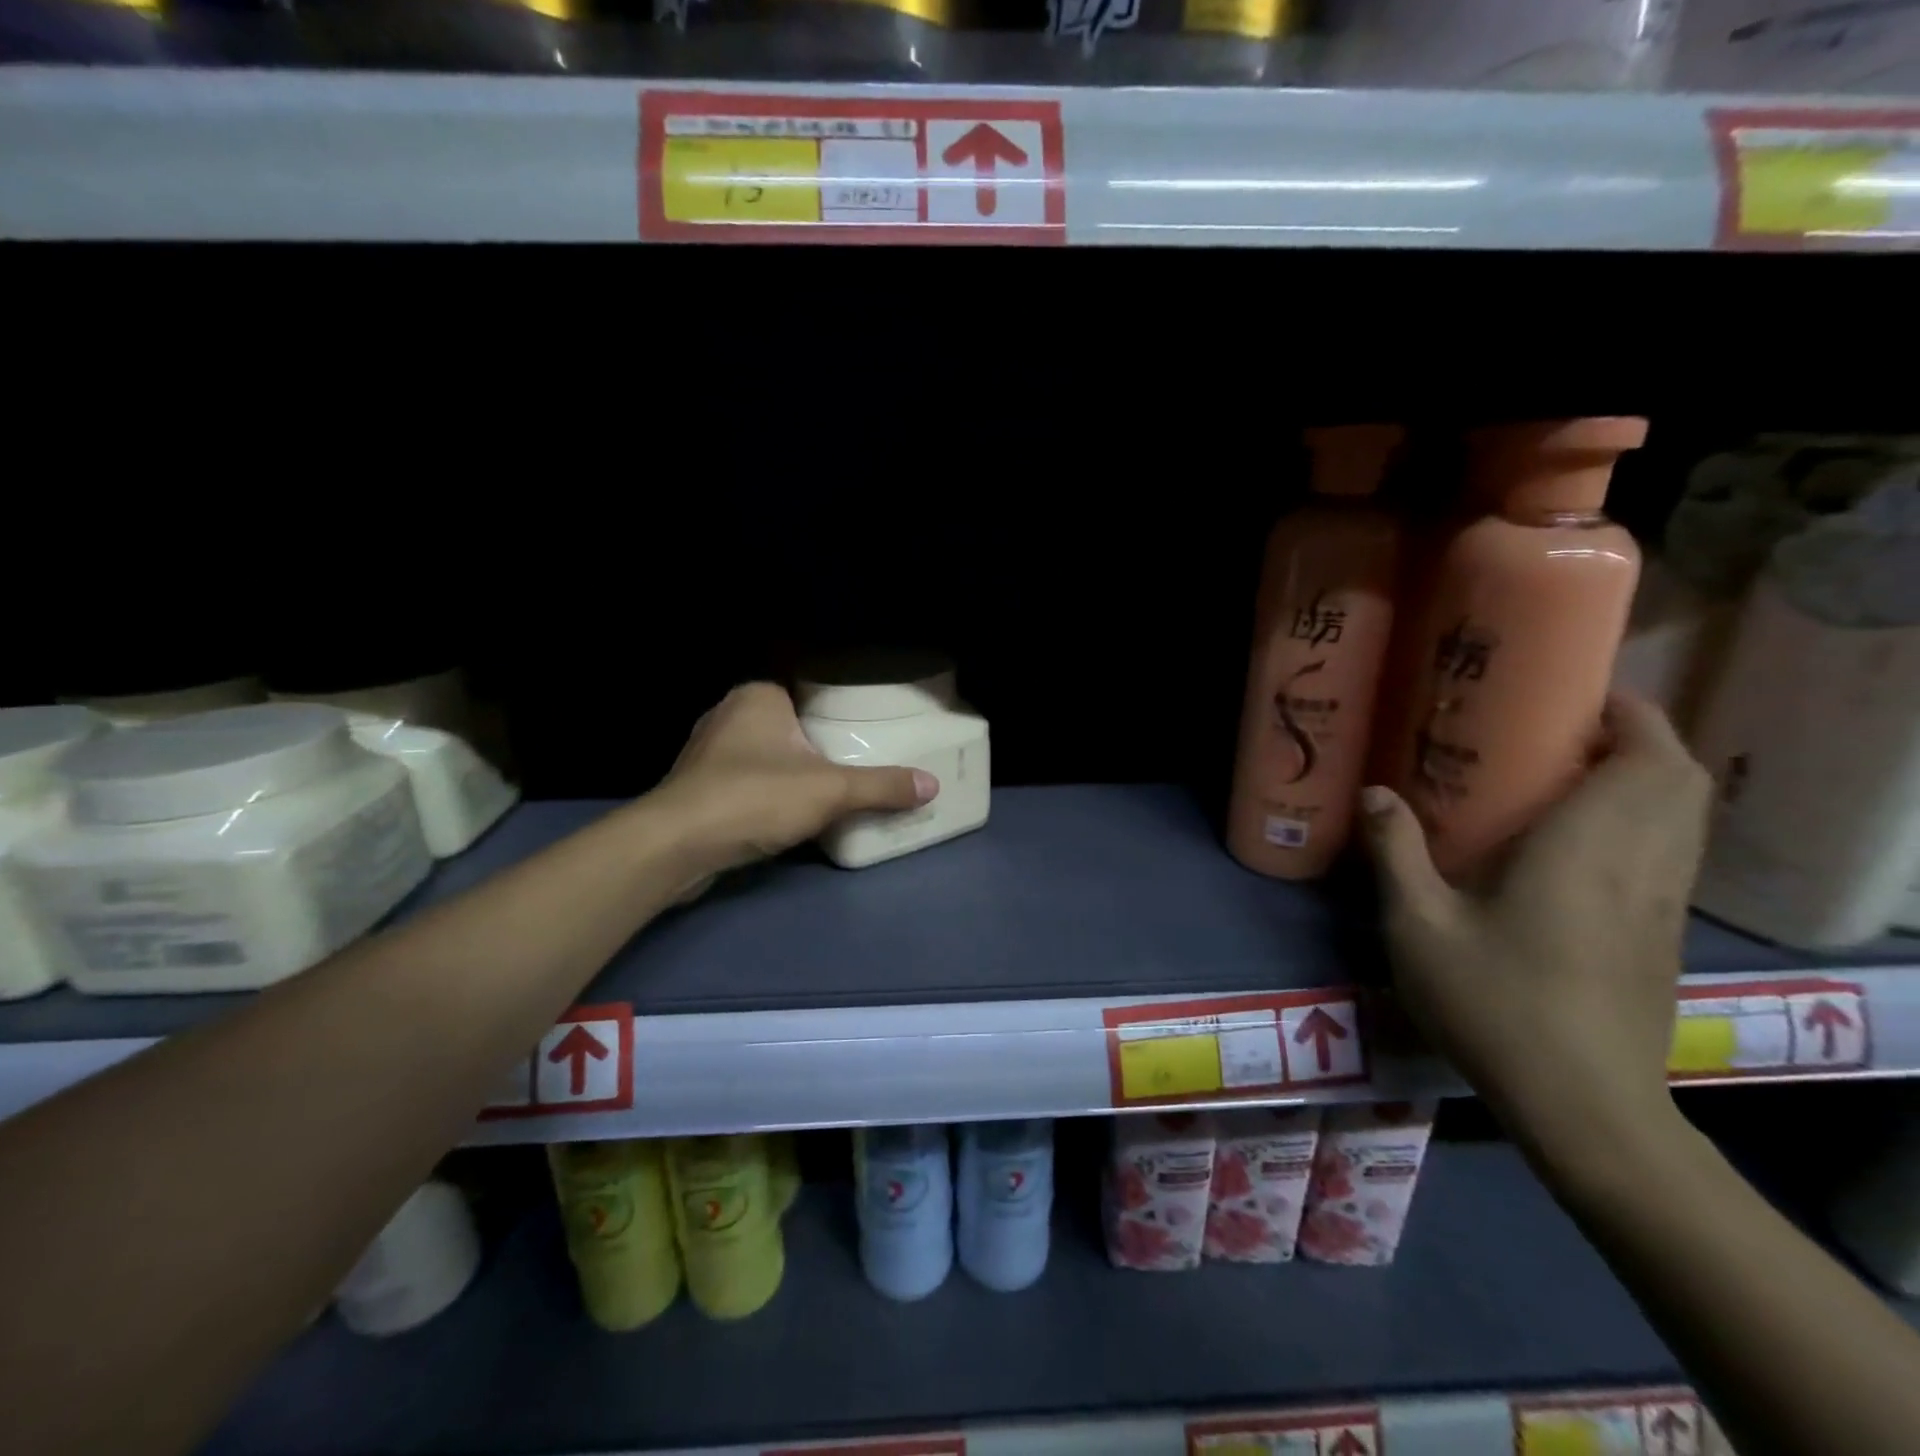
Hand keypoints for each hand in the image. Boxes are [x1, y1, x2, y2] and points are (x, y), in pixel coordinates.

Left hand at [650, 683, 937, 885]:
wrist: (675, 846)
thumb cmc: (754, 798)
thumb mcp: (830, 791)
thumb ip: (881, 786)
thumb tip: (933, 785)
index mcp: (758, 696)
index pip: (806, 693)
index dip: (835, 712)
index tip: (863, 734)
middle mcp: (727, 714)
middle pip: (788, 726)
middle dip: (814, 746)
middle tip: (854, 765)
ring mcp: (706, 752)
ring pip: (764, 756)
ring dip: (789, 773)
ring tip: (827, 791)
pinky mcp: (695, 788)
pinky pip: (743, 782)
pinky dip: (765, 795)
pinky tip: (785, 815)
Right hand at [1358, 693, 1711, 1166]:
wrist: (1583, 1105)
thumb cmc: (1496, 1003)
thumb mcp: (1420, 926)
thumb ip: (1396, 853)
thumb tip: (1374, 792)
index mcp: (1589, 850)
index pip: (1648, 759)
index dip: (1628, 714)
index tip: (1575, 695)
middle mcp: (1643, 865)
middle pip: (1681, 778)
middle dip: (1639, 737)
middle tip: (1560, 730)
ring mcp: (1662, 904)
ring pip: (1686, 815)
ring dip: (1647, 777)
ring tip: (1569, 773)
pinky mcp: (1662, 935)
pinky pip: (1673, 851)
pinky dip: (1646, 820)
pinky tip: (1582, 841)